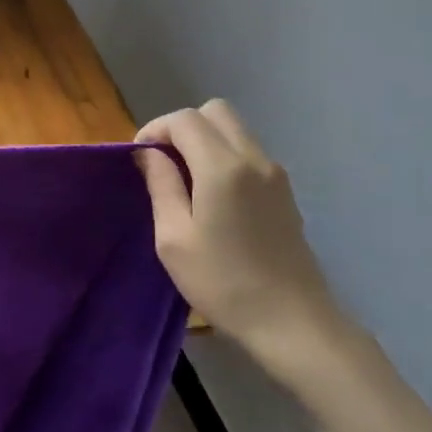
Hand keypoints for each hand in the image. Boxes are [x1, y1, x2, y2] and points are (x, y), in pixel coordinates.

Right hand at [136, 101, 383, 403]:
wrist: (290, 320)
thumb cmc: (222, 283)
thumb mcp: (173, 239)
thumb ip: (161, 185)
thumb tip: (149, 154)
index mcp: (222, 167)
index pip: (184, 119)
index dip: (155, 129)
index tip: (140, 159)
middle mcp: (253, 158)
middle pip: (215, 111)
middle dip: (182, 127)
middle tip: (164, 163)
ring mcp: (275, 173)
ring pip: (235, 129)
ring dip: (205, 140)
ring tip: (185, 181)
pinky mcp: (284, 190)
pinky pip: (248, 152)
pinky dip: (224, 156)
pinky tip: (213, 197)